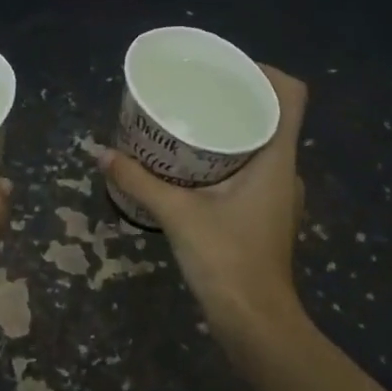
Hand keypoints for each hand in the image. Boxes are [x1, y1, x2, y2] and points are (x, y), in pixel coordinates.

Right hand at [99, 66, 308, 350]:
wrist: (254, 322)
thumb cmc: (226, 260)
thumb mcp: (177, 214)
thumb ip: (138, 180)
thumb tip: (100, 152)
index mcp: (277, 159)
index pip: (291, 96)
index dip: (265, 72)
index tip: (226, 68)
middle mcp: (285, 171)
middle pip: (272, 117)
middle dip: (235, 99)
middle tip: (194, 92)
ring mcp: (277, 196)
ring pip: (260, 147)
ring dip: (229, 132)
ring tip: (188, 124)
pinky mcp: (264, 216)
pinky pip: (250, 172)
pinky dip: (225, 160)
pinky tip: (191, 168)